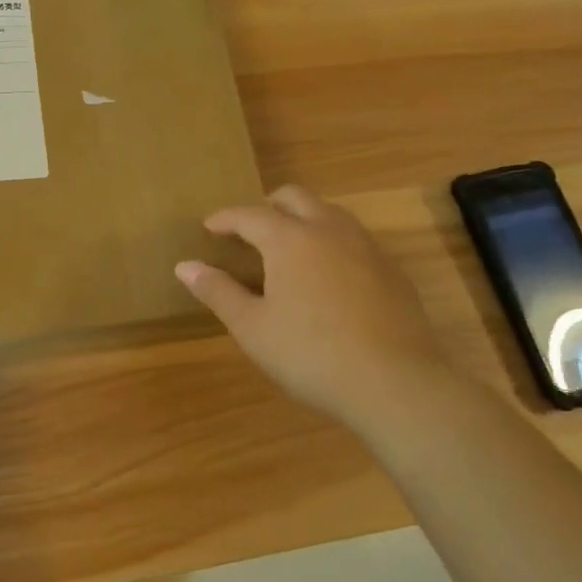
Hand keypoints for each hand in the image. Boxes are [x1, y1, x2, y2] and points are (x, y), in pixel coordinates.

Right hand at [175, 186, 449, 425]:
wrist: (397, 384)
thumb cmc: (312, 355)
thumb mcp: (253, 328)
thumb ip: (218, 291)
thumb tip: (184, 266)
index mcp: (289, 239)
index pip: (249, 214)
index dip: (225, 218)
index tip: (210, 226)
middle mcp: (328, 229)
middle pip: (294, 197)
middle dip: (267, 206)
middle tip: (251, 230)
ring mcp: (365, 247)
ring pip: (329, 212)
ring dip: (303, 218)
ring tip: (290, 246)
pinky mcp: (392, 270)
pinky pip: (355, 238)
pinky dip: (332, 241)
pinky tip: (330, 275)